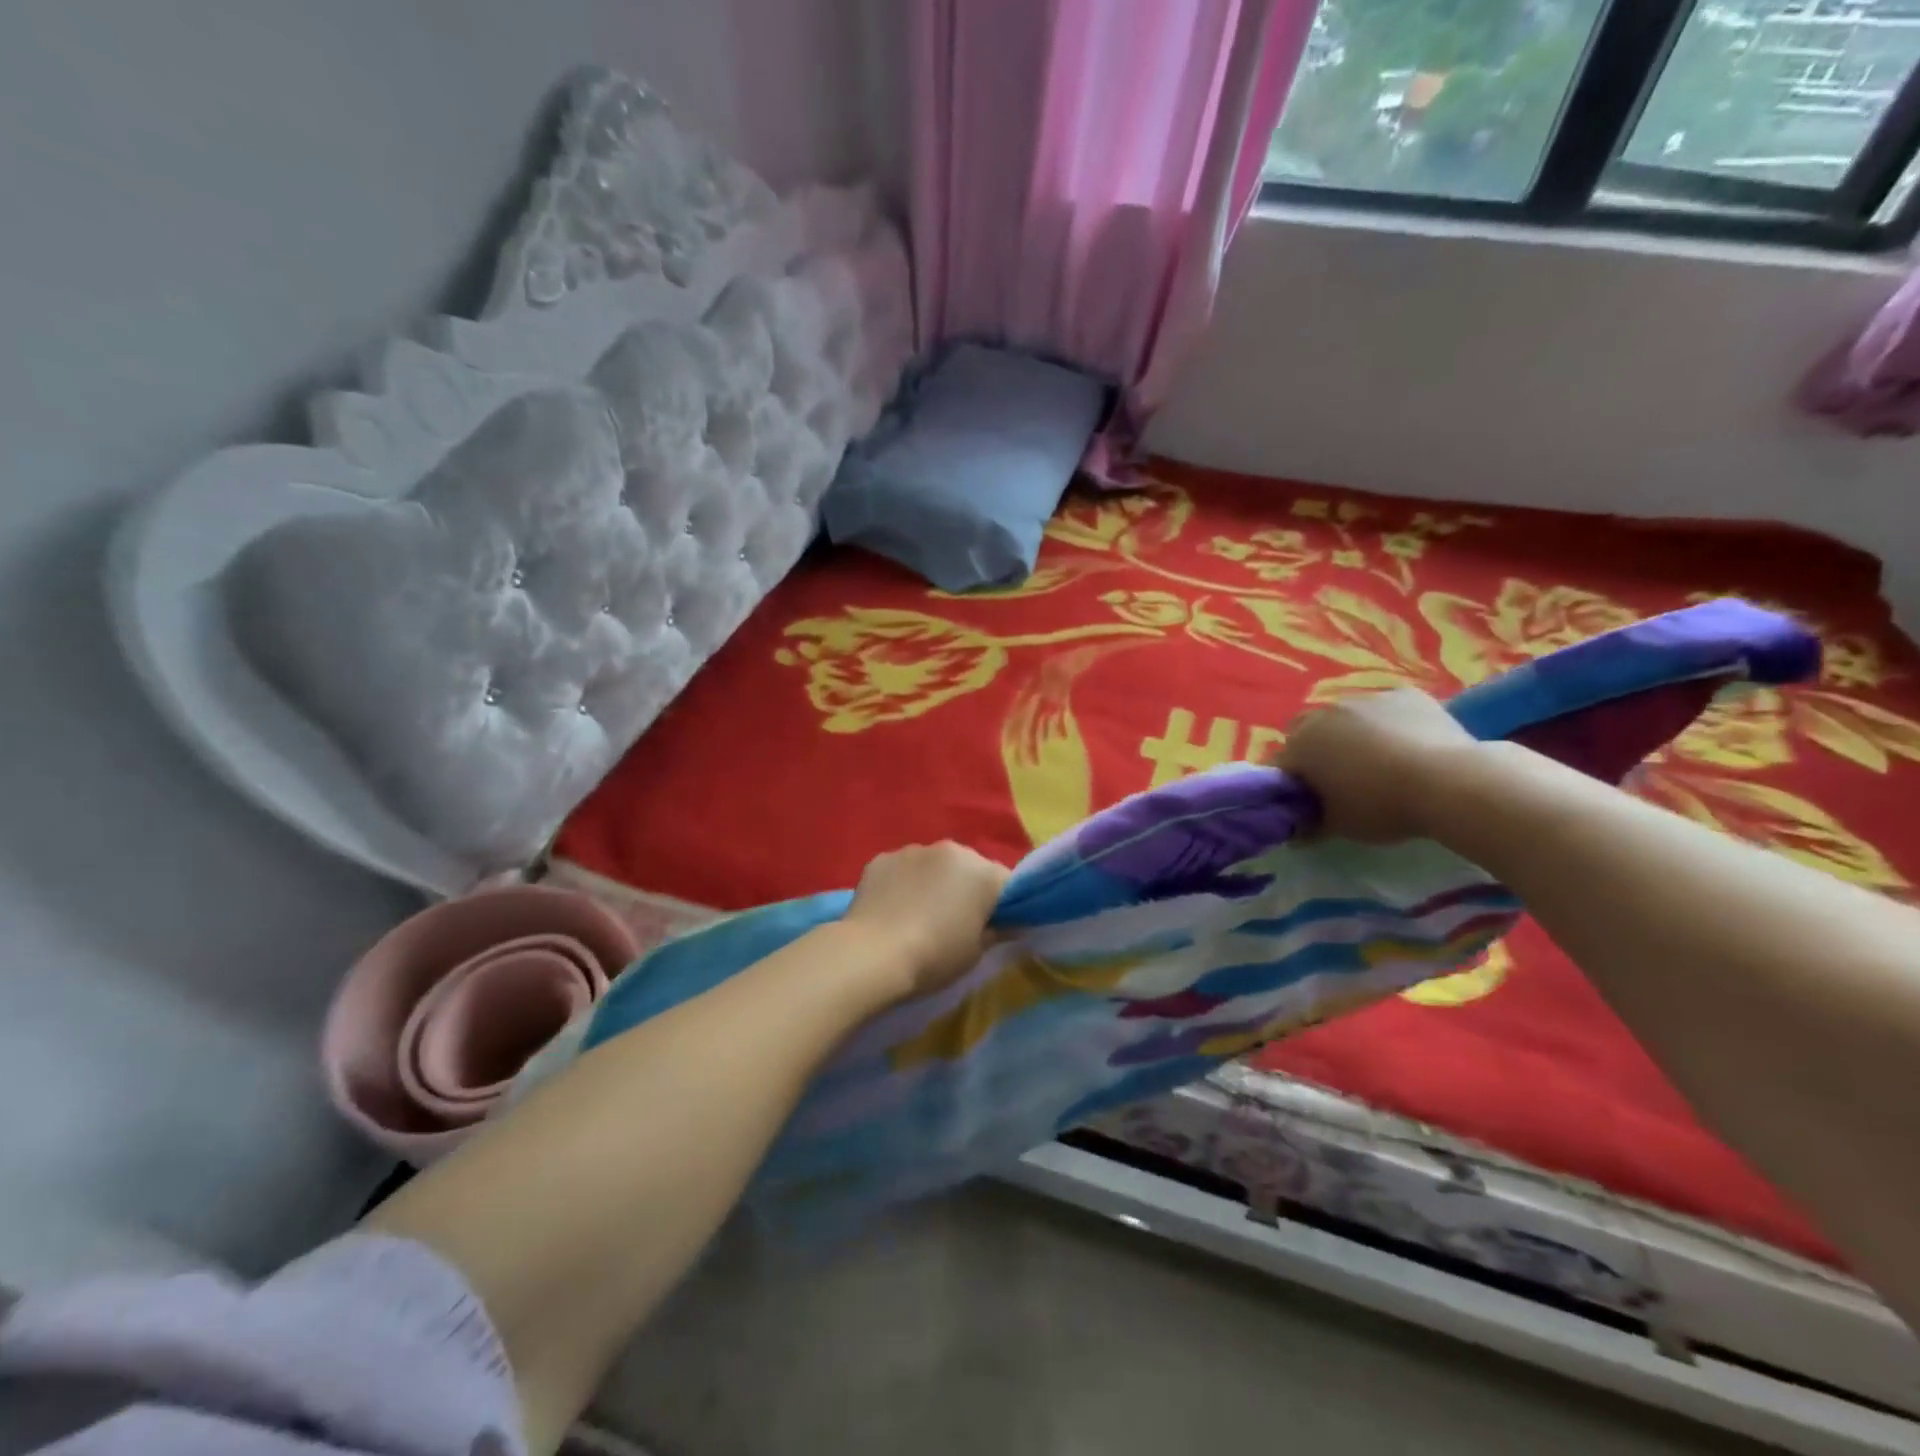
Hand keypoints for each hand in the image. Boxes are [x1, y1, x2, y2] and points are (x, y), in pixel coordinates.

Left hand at [842, 841, 1009, 998]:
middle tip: (954, 921)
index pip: (1007, 883)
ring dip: (933, 882)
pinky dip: (902, 883)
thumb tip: (1010, 923)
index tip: (992, 926)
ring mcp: (913, 850)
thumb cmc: (934, 957)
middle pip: (969, 868)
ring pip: (933, 865)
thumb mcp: (975, 952)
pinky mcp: (881, 858)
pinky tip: (891, 910)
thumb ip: (998, 930)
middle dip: (966, 888)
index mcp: (982, 872)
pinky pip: (902, 869)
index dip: (1002, 905)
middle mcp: (951, 850)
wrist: (871, 954)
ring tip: (917, 915)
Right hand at [1278, 689, 1480, 844]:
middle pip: (1309, 732)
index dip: (1292, 784)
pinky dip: (1390, 724)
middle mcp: (1325, 713)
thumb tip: (1296, 831)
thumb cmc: (1382, 806)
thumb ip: (1310, 825)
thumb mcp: (1339, 826)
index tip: (1308, 802)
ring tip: (1380, 763)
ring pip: (1348, 718)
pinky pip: (1386, 710)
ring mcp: (1367, 698)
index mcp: (1301, 744)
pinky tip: (1409, 746)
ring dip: (1352, 735)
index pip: (1281, 764)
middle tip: (1340, 780)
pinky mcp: (1405, 694)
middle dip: (1317, 751)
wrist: (1451, 782)